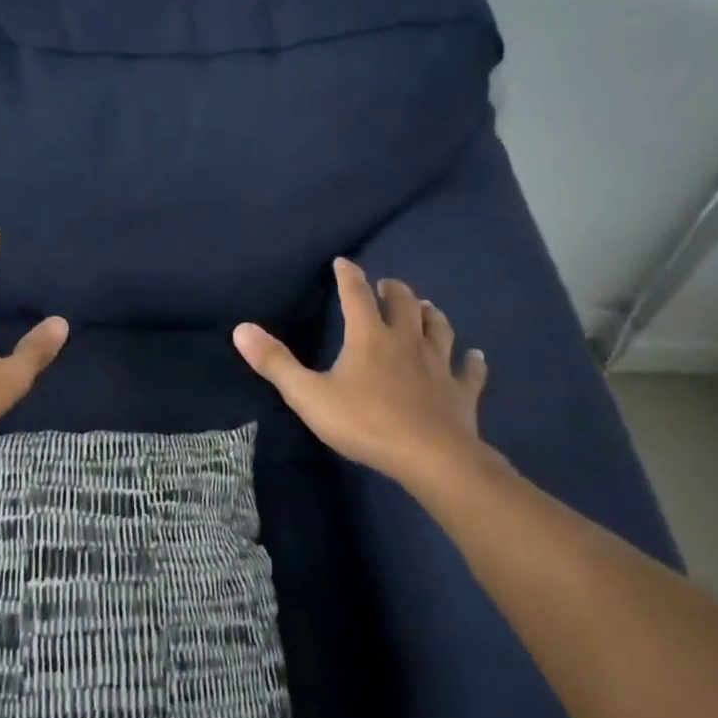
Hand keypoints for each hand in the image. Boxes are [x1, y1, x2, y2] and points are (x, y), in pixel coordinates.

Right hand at [232, 258, 490, 488]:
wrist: (430, 456)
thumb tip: (241, 328)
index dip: (348, 276)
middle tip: (388, 286)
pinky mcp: (461, 391)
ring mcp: (439, 364)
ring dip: (431, 315)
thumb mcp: (308, 394)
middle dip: (394, 291)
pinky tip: (475, 356)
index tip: (344, 261)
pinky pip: (470, 370)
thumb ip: (275, 362)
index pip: (356, 295)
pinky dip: (472, 361)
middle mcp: (407, 341)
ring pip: (439, 329)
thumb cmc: (364, 422)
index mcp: (369, 337)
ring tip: (426, 308)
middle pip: (404, 304)